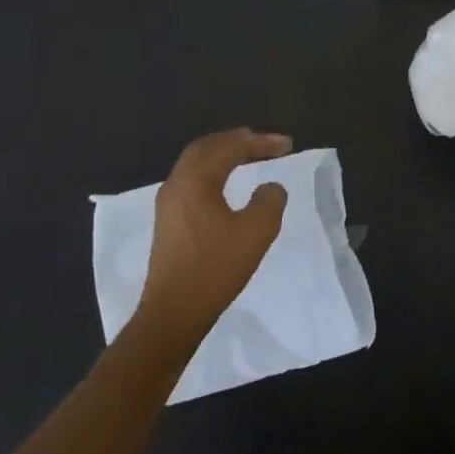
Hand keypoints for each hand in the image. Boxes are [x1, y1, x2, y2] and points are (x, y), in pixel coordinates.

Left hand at [138, 128, 292, 349]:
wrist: (173, 313)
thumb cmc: (215, 268)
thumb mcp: (256, 232)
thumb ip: (269, 201)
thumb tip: (270, 187)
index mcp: (195, 180)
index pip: (229, 147)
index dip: (260, 142)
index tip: (287, 144)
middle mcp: (176, 184)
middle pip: (206, 147)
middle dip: (237, 140)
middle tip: (265, 142)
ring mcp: (168, 203)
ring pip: (195, 163)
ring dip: (223, 154)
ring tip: (248, 155)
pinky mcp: (168, 221)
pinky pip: (191, 180)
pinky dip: (213, 171)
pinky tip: (226, 183)